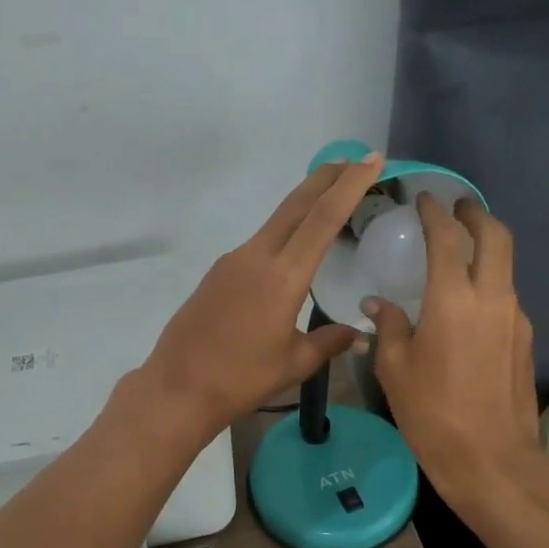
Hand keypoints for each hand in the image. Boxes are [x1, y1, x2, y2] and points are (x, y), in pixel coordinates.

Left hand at [138, 155, 383, 440]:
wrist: (177, 387)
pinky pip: (261, 242)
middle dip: (327, 178)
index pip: (323, 219)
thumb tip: (361, 334)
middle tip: (355, 160)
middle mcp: (256, 257)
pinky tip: (294, 248)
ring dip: (305, 203)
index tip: (371, 160)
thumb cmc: (241, 378)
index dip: (349, 186)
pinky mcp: (219, 273)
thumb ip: (330, 341)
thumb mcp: (294, 363)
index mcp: (282, 277)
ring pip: (276, 221)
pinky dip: (285, 231)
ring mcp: (233, 262)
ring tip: (331, 199)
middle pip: (296, 205)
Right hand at [365, 194, 546, 511]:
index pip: (448, 237)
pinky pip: (506, 296)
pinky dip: (489, 282)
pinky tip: (467, 303)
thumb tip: (377, 303)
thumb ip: (388, 327)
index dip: (436, 212)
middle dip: (476, 214)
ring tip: (459, 253)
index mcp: (453, 299)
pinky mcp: (526, 340)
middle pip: (496, 237)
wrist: (493, 461)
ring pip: (506, 266)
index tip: (424, 199)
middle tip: (457, 208)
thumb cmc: (433, 414)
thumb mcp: (395, 369)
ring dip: (486, 248)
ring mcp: (516, 318)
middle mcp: (492, 297)